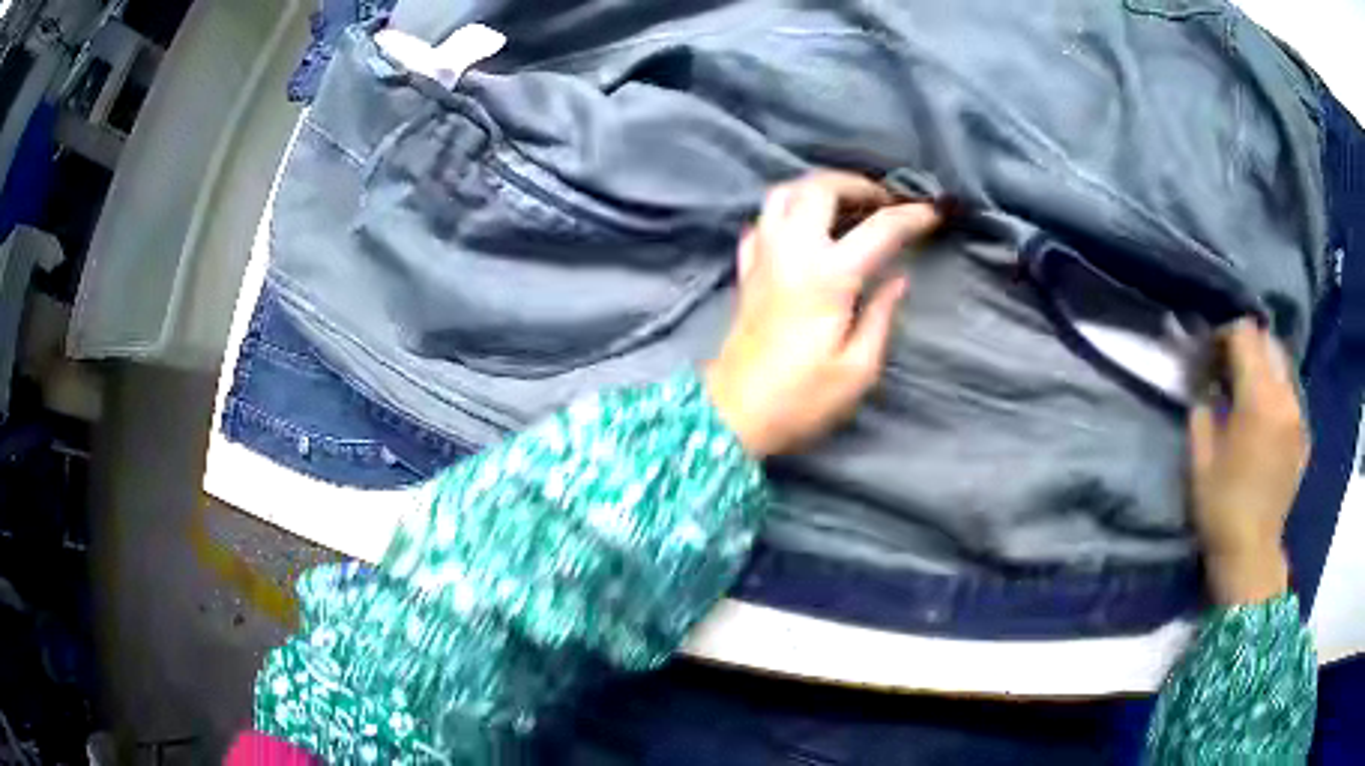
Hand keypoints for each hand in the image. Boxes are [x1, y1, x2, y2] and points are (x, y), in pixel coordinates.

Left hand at [705, 171, 940, 456]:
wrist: (733, 414)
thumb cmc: (800, 399)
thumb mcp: (857, 369)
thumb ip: (881, 316)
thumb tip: (898, 278)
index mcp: (828, 276)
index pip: (879, 229)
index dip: (911, 217)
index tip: (932, 214)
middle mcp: (792, 252)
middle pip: (819, 188)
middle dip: (856, 184)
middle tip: (883, 201)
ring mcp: (763, 256)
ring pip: (783, 193)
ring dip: (817, 188)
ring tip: (846, 204)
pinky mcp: (746, 269)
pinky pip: (762, 221)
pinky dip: (786, 212)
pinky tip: (804, 229)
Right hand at [1190, 320, 1308, 604]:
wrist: (1251, 552)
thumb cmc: (1220, 506)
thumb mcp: (1199, 456)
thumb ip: (1203, 406)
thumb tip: (1207, 383)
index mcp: (1259, 398)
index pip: (1245, 334)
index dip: (1224, 335)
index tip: (1210, 355)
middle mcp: (1285, 397)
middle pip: (1268, 341)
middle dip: (1246, 345)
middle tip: (1228, 368)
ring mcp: (1299, 416)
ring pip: (1283, 364)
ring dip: (1264, 366)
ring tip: (1247, 390)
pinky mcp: (1304, 434)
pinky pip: (1292, 392)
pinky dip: (1277, 390)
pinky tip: (1264, 416)